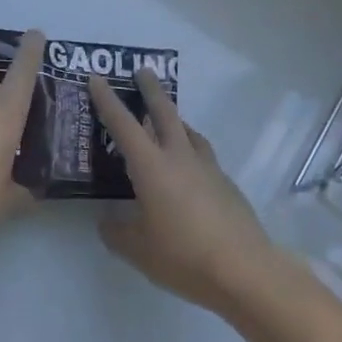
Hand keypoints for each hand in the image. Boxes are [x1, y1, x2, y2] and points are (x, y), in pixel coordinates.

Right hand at [88, 68, 282, 312]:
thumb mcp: (137, 250)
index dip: (107, 100)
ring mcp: (207, 168)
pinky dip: (190, 148)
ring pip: (188, 131)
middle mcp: (179, 157)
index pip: (123, 125)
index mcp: (151, 167)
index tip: (97, 78)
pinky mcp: (226, 183)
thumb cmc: (183, 256)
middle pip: (164, 112)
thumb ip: (117, 232)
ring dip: (174, 118)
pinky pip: (202, 154)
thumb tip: (107, 221)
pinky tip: (189, 167)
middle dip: (151, 89)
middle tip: (143, 71)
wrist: (245, 270)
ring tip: (167, 119)